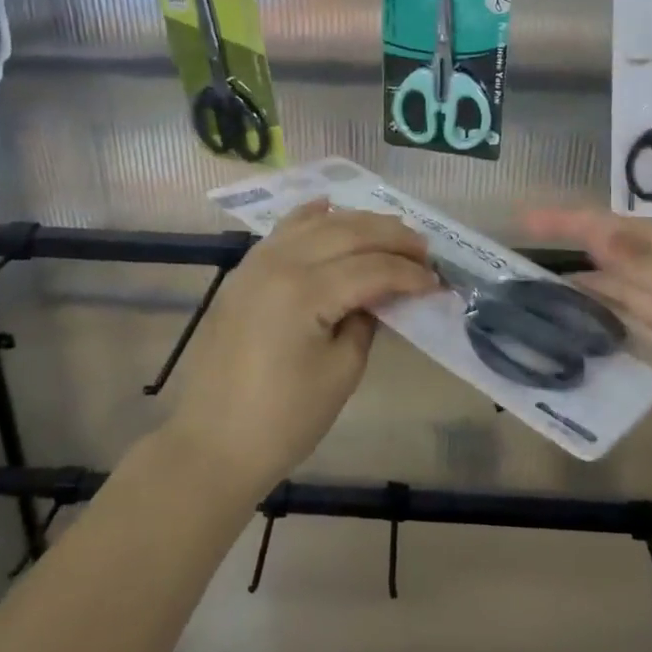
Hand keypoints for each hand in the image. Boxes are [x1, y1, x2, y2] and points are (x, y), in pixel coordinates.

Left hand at [162, 203, 436, 496]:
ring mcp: (255, 264)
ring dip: (357, 223)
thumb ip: (366, 321)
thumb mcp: (341, 372)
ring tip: (390, 232)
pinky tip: (329, 208)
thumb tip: (380, 294)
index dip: (409, 274)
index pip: (371, 268)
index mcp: (305, 291)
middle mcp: (279, 263)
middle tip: (423, 250)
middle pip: (347, 233)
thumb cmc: (284, 419)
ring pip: (315, 223)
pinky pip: (282, 231)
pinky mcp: (243, 273)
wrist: (213, 444)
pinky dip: (310, 217)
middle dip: (391, 237)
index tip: (437, 282)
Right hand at [522, 210, 651, 435]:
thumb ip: (640, 262)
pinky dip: (596, 382)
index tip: (519, 221)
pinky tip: (560, 389)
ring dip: (569, 340)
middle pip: (593, 289)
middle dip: (553, 295)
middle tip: (501, 307)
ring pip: (601, 334)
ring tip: (518, 349)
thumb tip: (592, 235)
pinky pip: (622, 379)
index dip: (563, 223)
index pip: (603, 233)